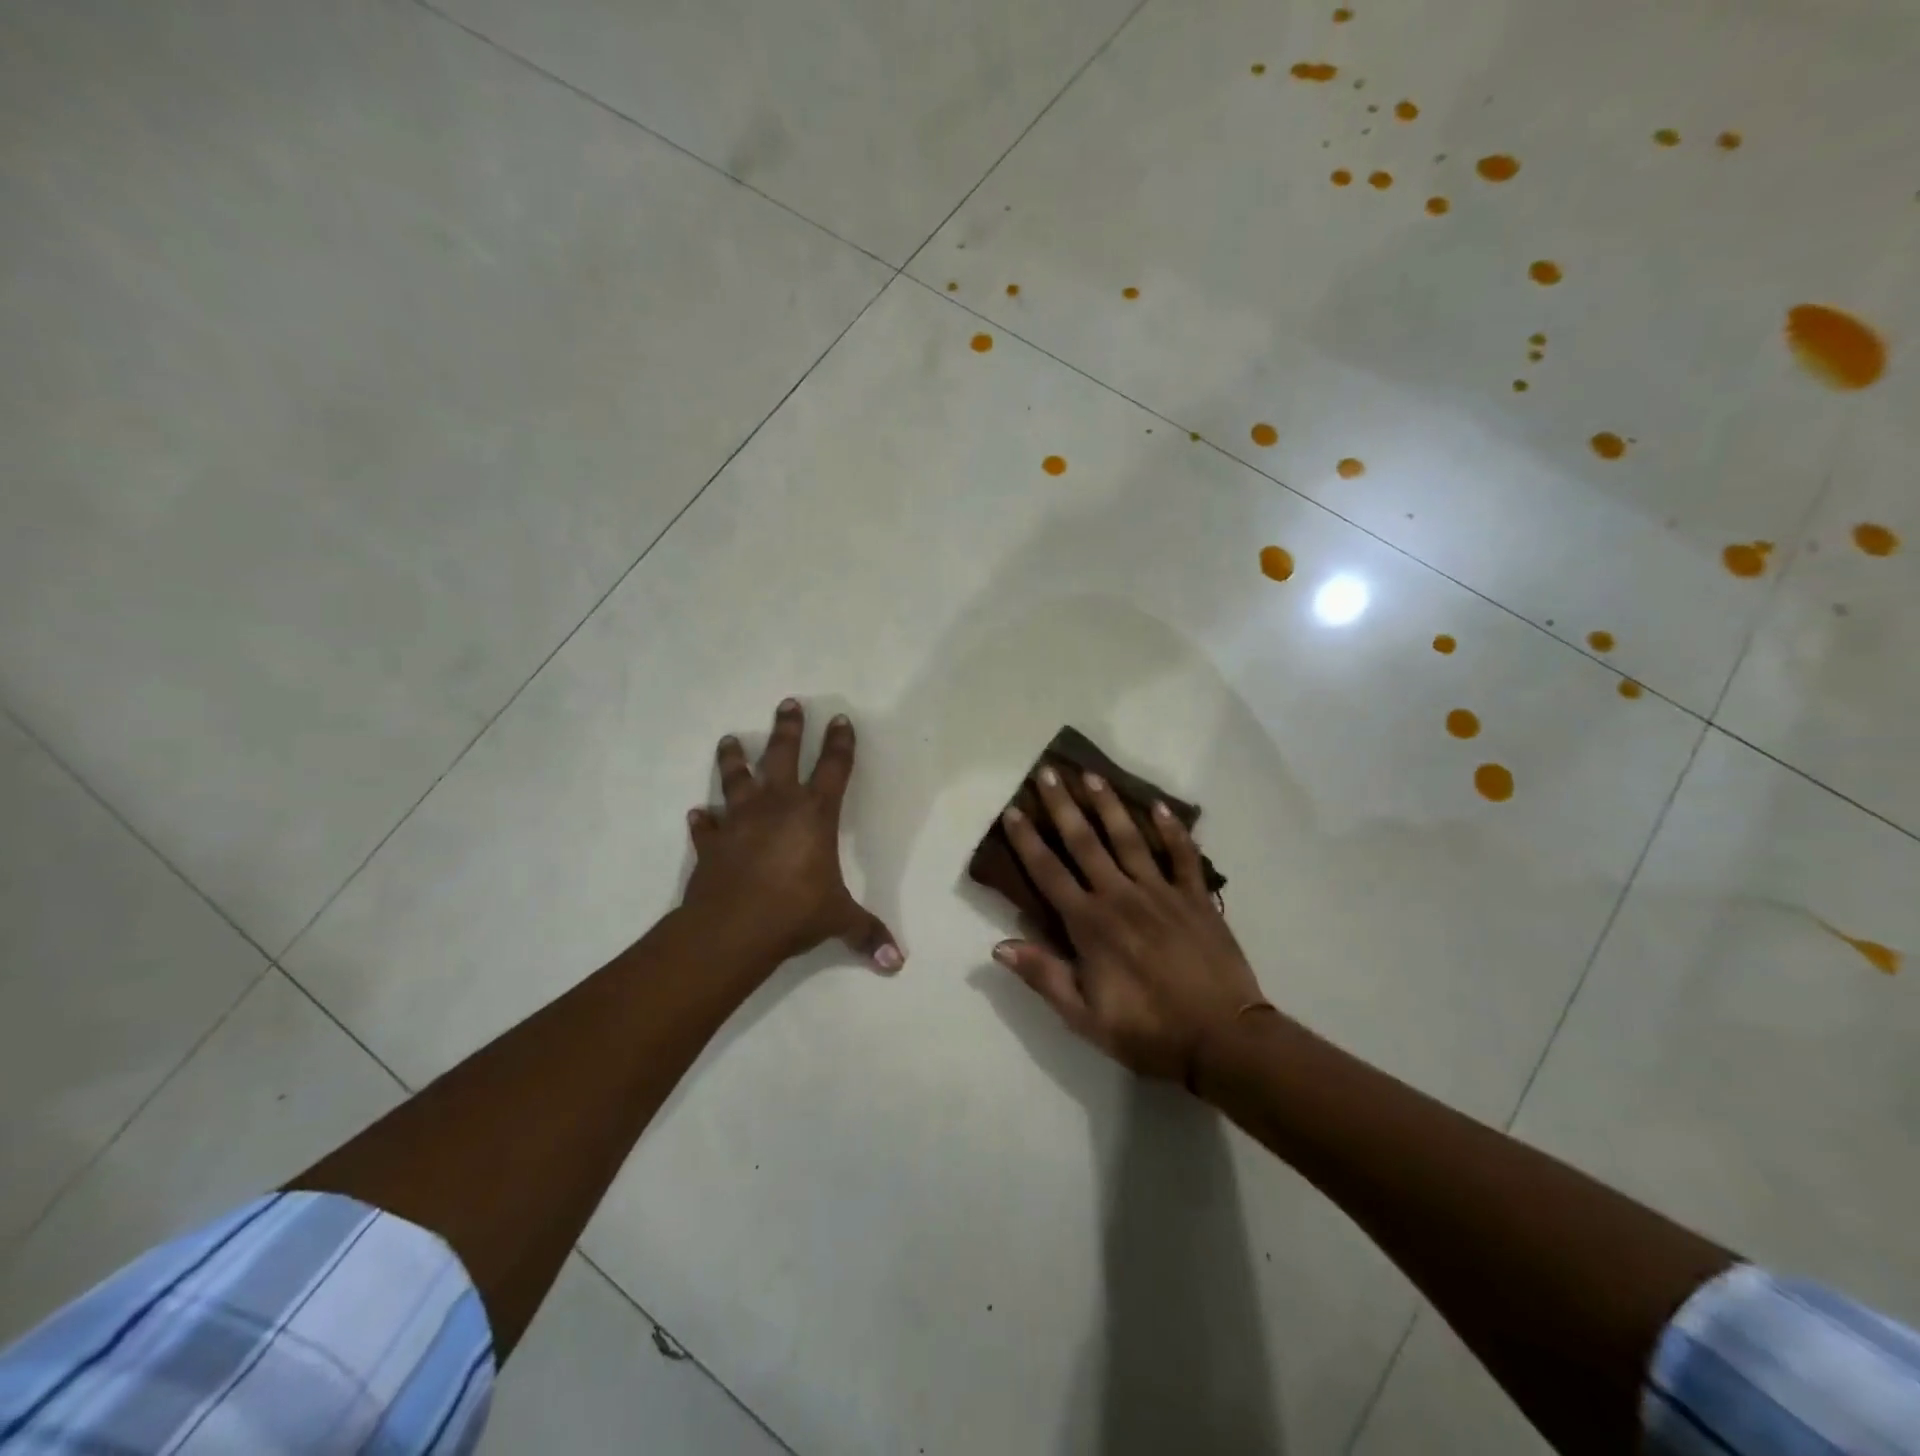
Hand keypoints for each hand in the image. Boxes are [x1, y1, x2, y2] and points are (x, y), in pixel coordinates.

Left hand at [683, 700, 902, 971]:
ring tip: (730, 738)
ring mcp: (739, 821)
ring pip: (736, 779)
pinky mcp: (711, 843)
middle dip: (788, 728)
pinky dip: (703, 819)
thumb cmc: (794, 912)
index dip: (840, 744)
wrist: (732, 929)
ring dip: (734, 758)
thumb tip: (898, 964)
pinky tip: (697, 813)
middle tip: (787, 702)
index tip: (840, 719)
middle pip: (782, 755)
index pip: (834, 769)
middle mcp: (777, 807)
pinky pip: (706, 826)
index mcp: (814, 815)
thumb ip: (868, 935)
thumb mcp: (839, 921)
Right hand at [993, 766, 1263, 1082]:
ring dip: (1109, 805)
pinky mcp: (1196, 898)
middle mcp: (1120, 896)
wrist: (1222, 1040)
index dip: (1027, 841)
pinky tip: (1161, 806)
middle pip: (1085, 842)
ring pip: (1129, 839)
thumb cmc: (1148, 1032)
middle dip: (1063, 806)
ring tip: (1093, 776)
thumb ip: (1044, 976)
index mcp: (1090, 924)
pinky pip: (1183, 856)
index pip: (1049, 873)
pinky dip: (1173, 830)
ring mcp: (1161, 893)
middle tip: (1049, 772)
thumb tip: (999, 945)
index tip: (1013, 810)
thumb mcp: (1084, 1017)